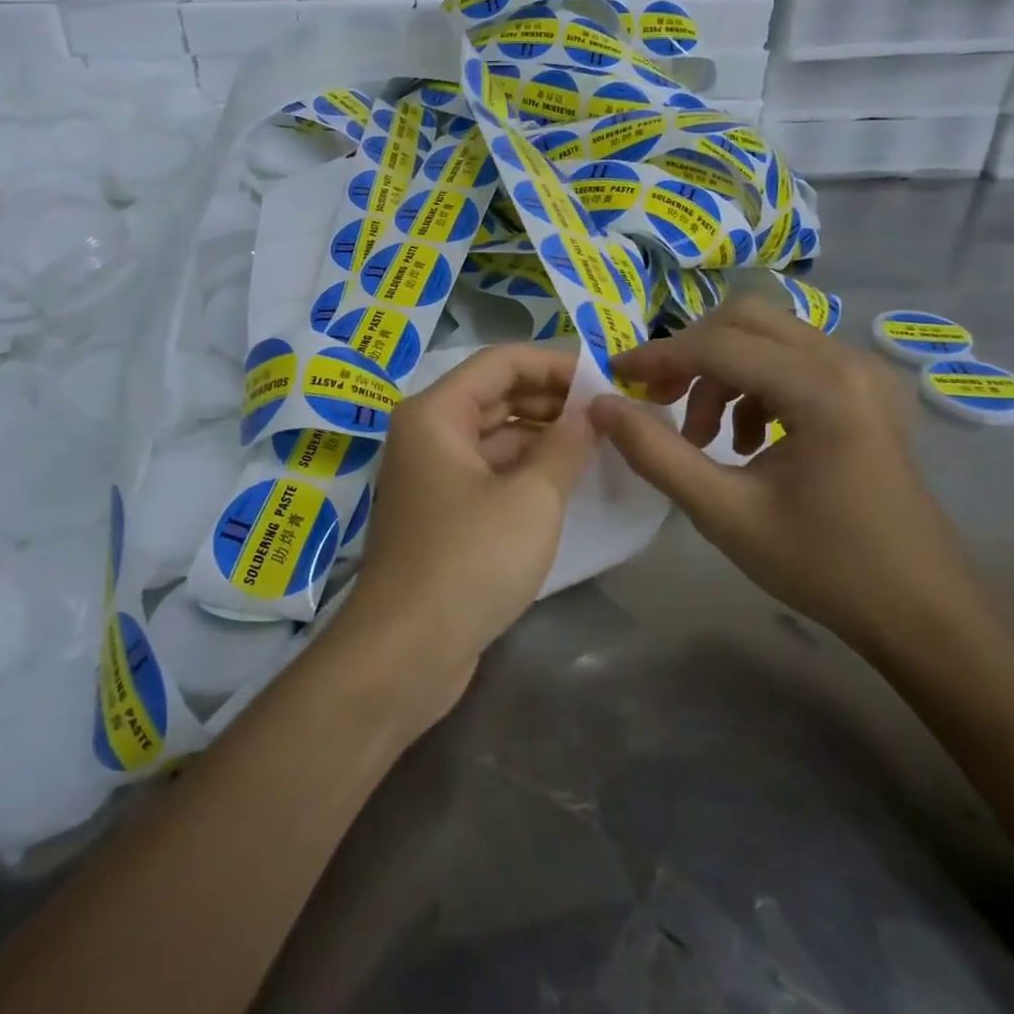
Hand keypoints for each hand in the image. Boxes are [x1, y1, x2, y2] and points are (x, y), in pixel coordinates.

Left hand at [331, 344, 598, 724]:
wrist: (405, 652)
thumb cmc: (469, 561)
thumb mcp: (531, 498)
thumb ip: (566, 445)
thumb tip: (591, 412)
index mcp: (435, 413)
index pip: (500, 362)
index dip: (554, 364)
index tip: (604, 379)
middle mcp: (427, 434)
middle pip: (495, 395)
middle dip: (551, 399)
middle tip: (609, 412)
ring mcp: (432, 475)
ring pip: (494, 435)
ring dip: (542, 435)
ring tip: (599, 443)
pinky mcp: (443, 513)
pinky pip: (489, 472)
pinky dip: (525, 469)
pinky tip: (568, 480)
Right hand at [589, 296, 976, 657]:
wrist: (922, 611)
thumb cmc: (823, 566)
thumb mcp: (724, 513)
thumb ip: (656, 454)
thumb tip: (601, 406)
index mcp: (822, 388)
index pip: (718, 345)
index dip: (657, 357)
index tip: (613, 376)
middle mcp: (847, 362)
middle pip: (745, 320)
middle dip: (690, 355)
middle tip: (658, 401)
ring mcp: (864, 372)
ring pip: (767, 336)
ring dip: (720, 372)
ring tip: (703, 435)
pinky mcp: (867, 390)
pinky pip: (792, 359)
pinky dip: (752, 383)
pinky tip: (746, 438)